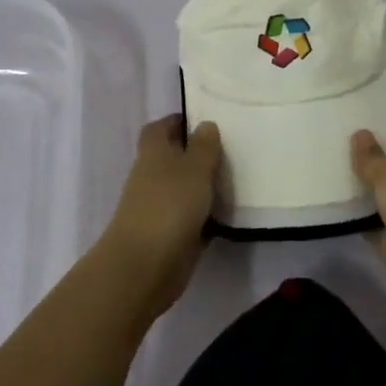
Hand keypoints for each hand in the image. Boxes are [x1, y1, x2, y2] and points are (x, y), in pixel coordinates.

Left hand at [100, 115, 221, 318]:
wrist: (146, 265)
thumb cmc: (170, 205)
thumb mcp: (194, 167)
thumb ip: (204, 146)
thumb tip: (205, 124)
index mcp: (154, 153)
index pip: (161, 127)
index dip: (179, 121)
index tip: (206, 120)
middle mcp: (153, 177)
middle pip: (174, 157)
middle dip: (198, 153)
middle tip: (232, 148)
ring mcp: (161, 207)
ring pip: (186, 188)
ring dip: (206, 185)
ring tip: (239, 177)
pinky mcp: (172, 235)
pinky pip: (194, 218)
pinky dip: (209, 215)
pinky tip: (234, 213)